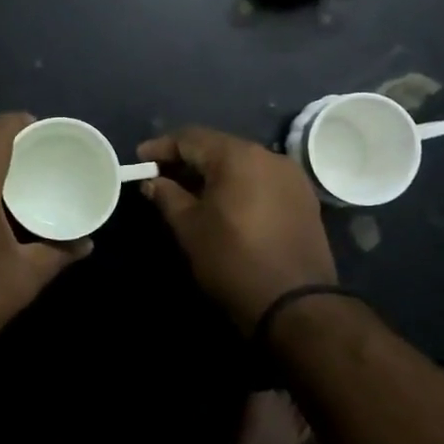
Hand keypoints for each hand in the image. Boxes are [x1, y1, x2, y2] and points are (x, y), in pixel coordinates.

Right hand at [137, 125, 336, 333]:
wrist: (295, 304)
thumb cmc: (233, 261)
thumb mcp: (190, 229)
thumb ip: (167, 196)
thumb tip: (152, 181)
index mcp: (238, 156)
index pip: (191, 138)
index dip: (162, 147)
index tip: (140, 160)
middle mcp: (269, 156)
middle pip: (219, 147)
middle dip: (188, 160)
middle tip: (161, 177)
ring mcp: (291, 177)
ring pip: (242, 163)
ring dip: (214, 173)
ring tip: (190, 192)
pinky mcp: (304, 199)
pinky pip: (262, 180)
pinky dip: (239, 185)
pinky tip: (224, 204)